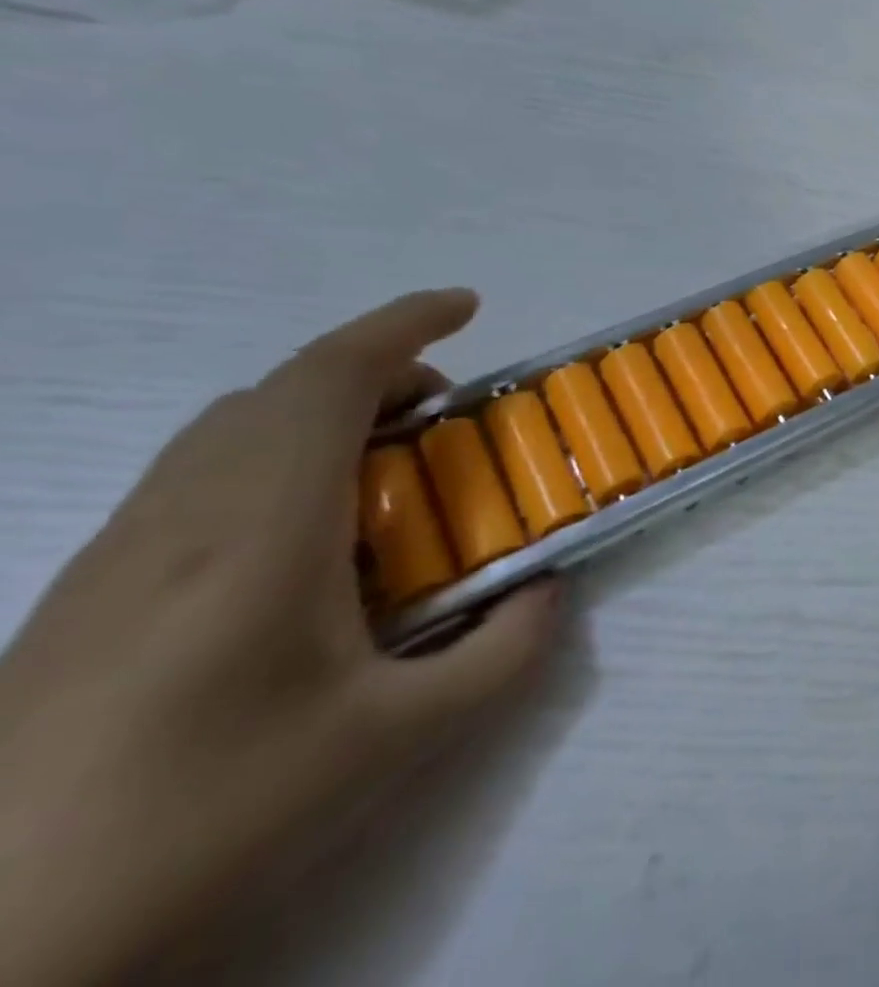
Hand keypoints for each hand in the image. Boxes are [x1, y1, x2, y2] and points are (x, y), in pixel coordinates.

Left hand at [0, 290, 561, 986]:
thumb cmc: (203, 819)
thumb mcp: (392, 743)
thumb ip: (502, 655)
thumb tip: (551, 593)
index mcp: (261, 529)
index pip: (329, 378)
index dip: (404, 322)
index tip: (468, 305)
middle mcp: (181, 517)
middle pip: (281, 390)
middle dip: (379, 370)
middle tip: (446, 413)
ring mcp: (116, 554)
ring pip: (230, 427)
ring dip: (322, 411)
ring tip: (387, 465)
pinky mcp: (81, 595)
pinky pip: (196, 476)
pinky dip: (274, 456)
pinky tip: (306, 539)